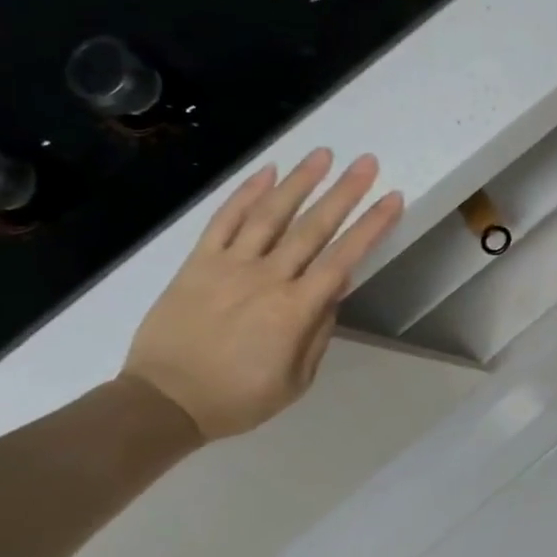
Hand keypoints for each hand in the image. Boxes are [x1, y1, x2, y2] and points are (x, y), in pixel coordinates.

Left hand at [120, 150, 403, 441]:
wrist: (163, 402)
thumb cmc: (237, 398)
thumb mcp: (296, 381)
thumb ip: (318, 332)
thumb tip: (333, 290)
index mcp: (295, 310)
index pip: (343, 258)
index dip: (371, 226)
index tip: (392, 199)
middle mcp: (267, 278)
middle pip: (313, 227)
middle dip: (344, 192)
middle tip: (367, 162)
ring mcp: (230, 265)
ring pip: (270, 214)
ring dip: (300, 181)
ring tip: (323, 154)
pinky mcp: (198, 262)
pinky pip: (224, 220)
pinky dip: (245, 194)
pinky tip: (267, 172)